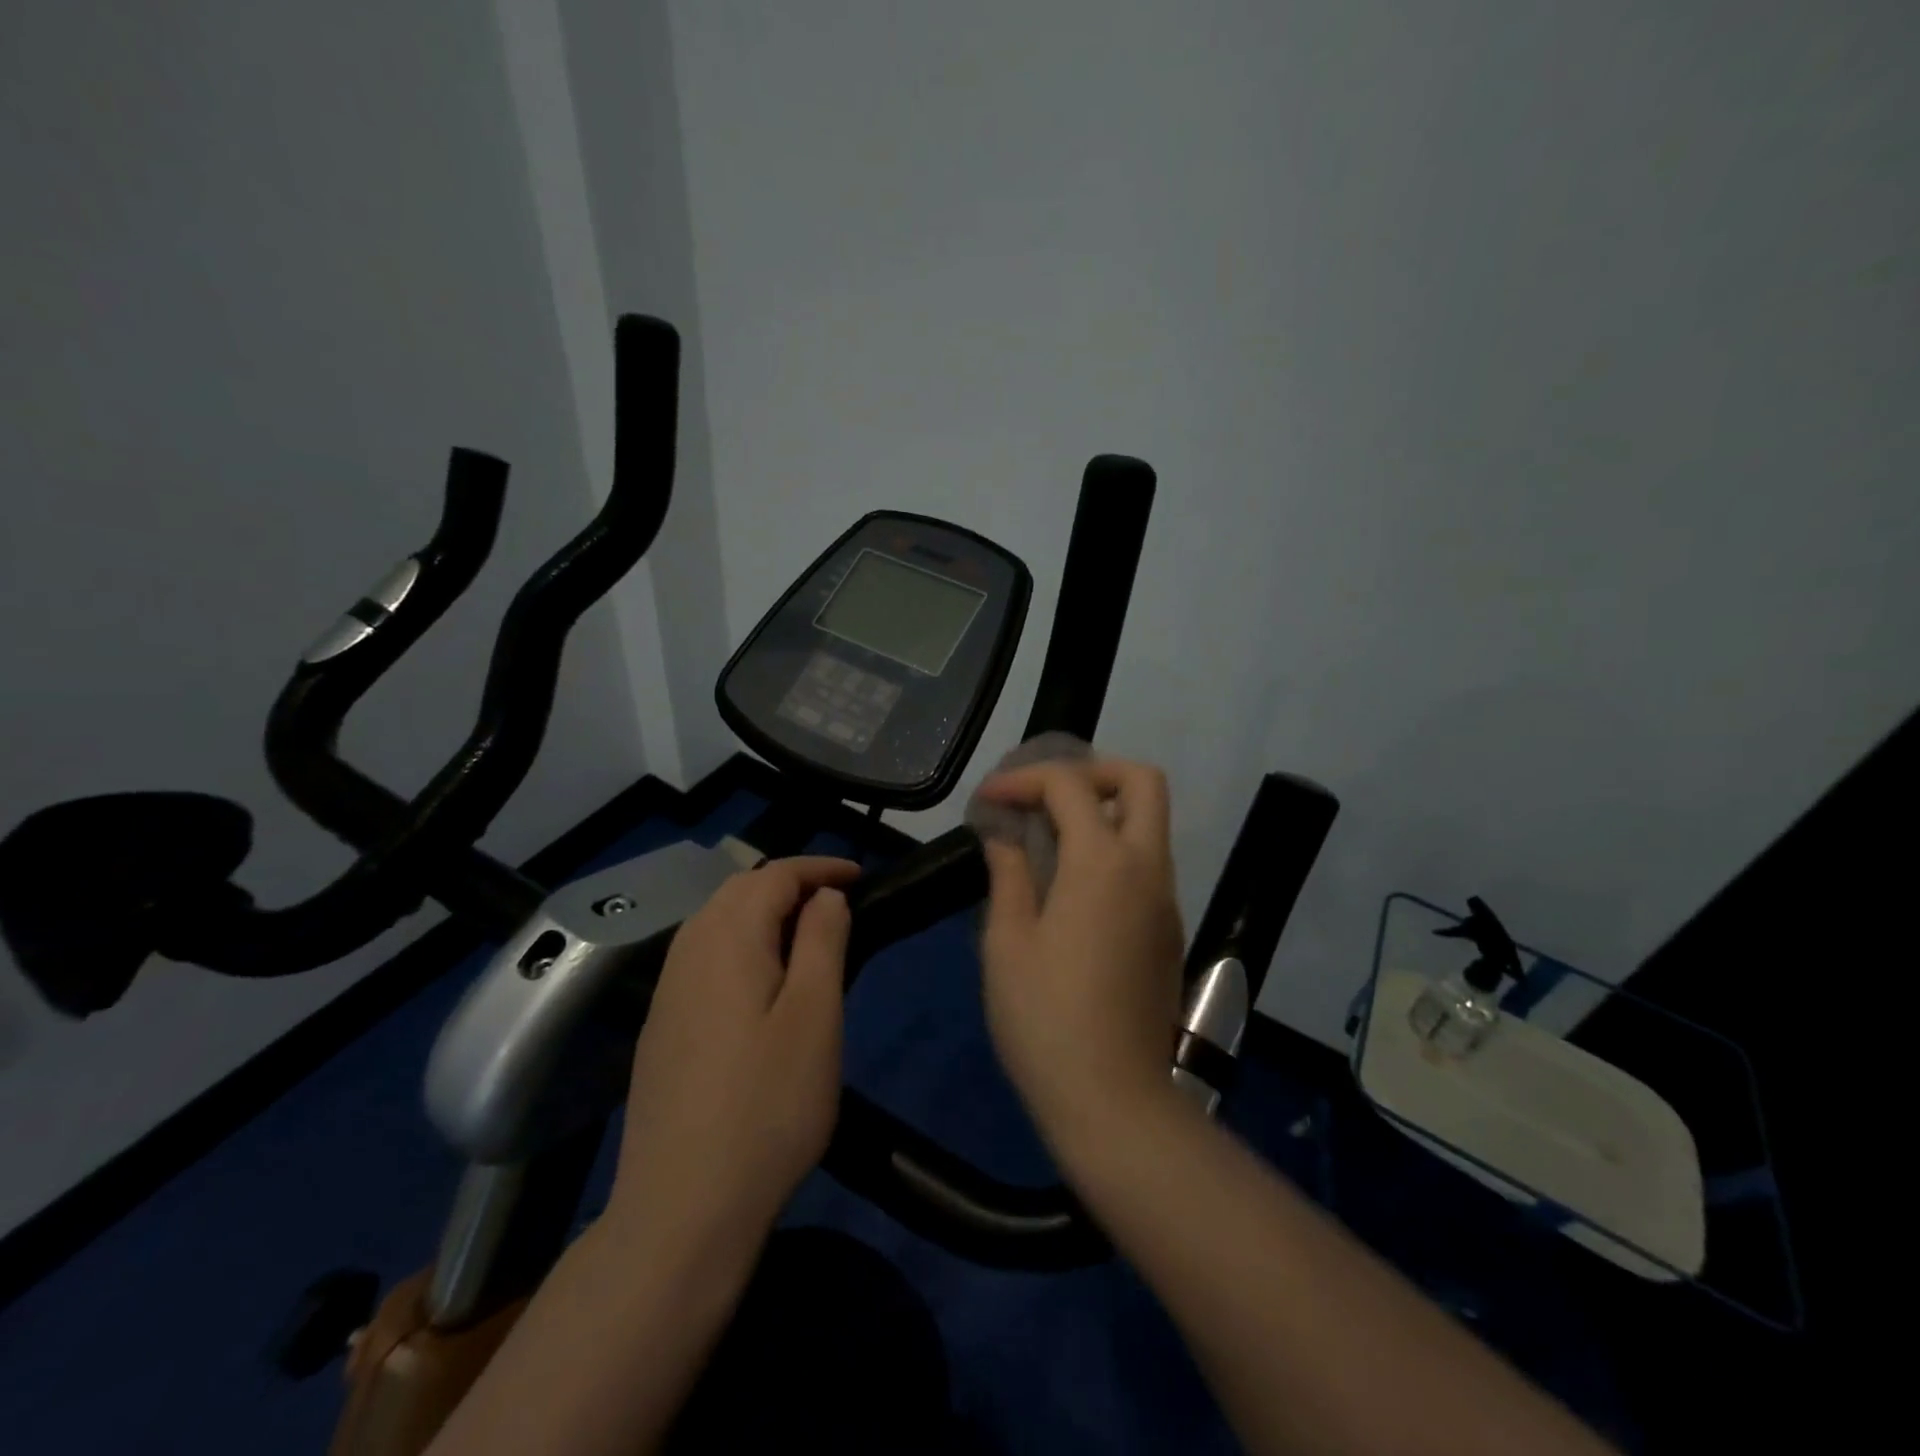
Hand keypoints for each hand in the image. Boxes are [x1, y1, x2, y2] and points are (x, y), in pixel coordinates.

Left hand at [605, 856, 858, 1245]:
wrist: (682, 1208)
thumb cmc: (768, 1106)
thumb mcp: (815, 1016)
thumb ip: (822, 941)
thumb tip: (825, 895)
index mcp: (727, 940)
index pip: (774, 875)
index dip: (819, 867)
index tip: (861, 877)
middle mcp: (688, 952)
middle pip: (738, 890)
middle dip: (790, 883)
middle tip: (838, 903)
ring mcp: (666, 991)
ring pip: (715, 921)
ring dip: (762, 911)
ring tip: (806, 935)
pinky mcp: (660, 1027)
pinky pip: (702, 956)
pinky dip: (739, 943)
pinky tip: (760, 982)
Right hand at [976, 758, 1187, 1156]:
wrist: (1115, 1102)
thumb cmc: (1046, 1020)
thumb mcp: (1008, 943)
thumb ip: (1009, 875)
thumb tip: (1005, 838)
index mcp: (1104, 863)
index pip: (1069, 786)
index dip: (1024, 779)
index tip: (988, 800)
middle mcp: (1147, 869)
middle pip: (1142, 782)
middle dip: (1091, 772)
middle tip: (1044, 796)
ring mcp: (1165, 900)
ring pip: (1148, 823)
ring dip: (1102, 810)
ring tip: (1046, 836)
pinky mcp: (1168, 931)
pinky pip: (1146, 863)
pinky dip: (1112, 848)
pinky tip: (1069, 883)